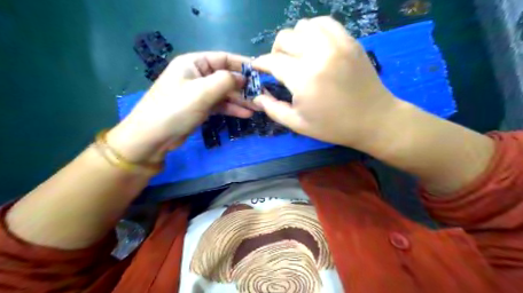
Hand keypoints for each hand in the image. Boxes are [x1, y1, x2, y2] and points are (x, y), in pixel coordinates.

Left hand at [107, 53, 256, 162]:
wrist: (153, 137)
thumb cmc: (175, 109)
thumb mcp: (201, 92)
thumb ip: (225, 81)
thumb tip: (243, 78)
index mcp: (194, 63)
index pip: (224, 59)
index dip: (243, 65)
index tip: (261, 73)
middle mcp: (197, 75)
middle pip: (227, 78)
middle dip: (245, 87)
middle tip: (263, 96)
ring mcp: (199, 93)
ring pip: (225, 93)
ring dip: (241, 100)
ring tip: (258, 107)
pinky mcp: (200, 108)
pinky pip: (220, 105)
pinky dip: (232, 109)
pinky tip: (246, 114)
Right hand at [252, 17, 396, 147]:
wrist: (374, 119)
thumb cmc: (334, 126)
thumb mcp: (299, 124)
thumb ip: (273, 109)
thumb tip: (257, 97)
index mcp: (303, 78)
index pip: (272, 61)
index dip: (260, 63)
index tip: (258, 67)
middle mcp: (318, 54)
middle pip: (284, 38)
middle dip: (275, 51)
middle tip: (279, 65)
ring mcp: (336, 44)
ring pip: (303, 26)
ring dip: (294, 39)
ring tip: (297, 55)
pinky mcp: (349, 41)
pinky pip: (325, 23)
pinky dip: (313, 30)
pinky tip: (314, 45)